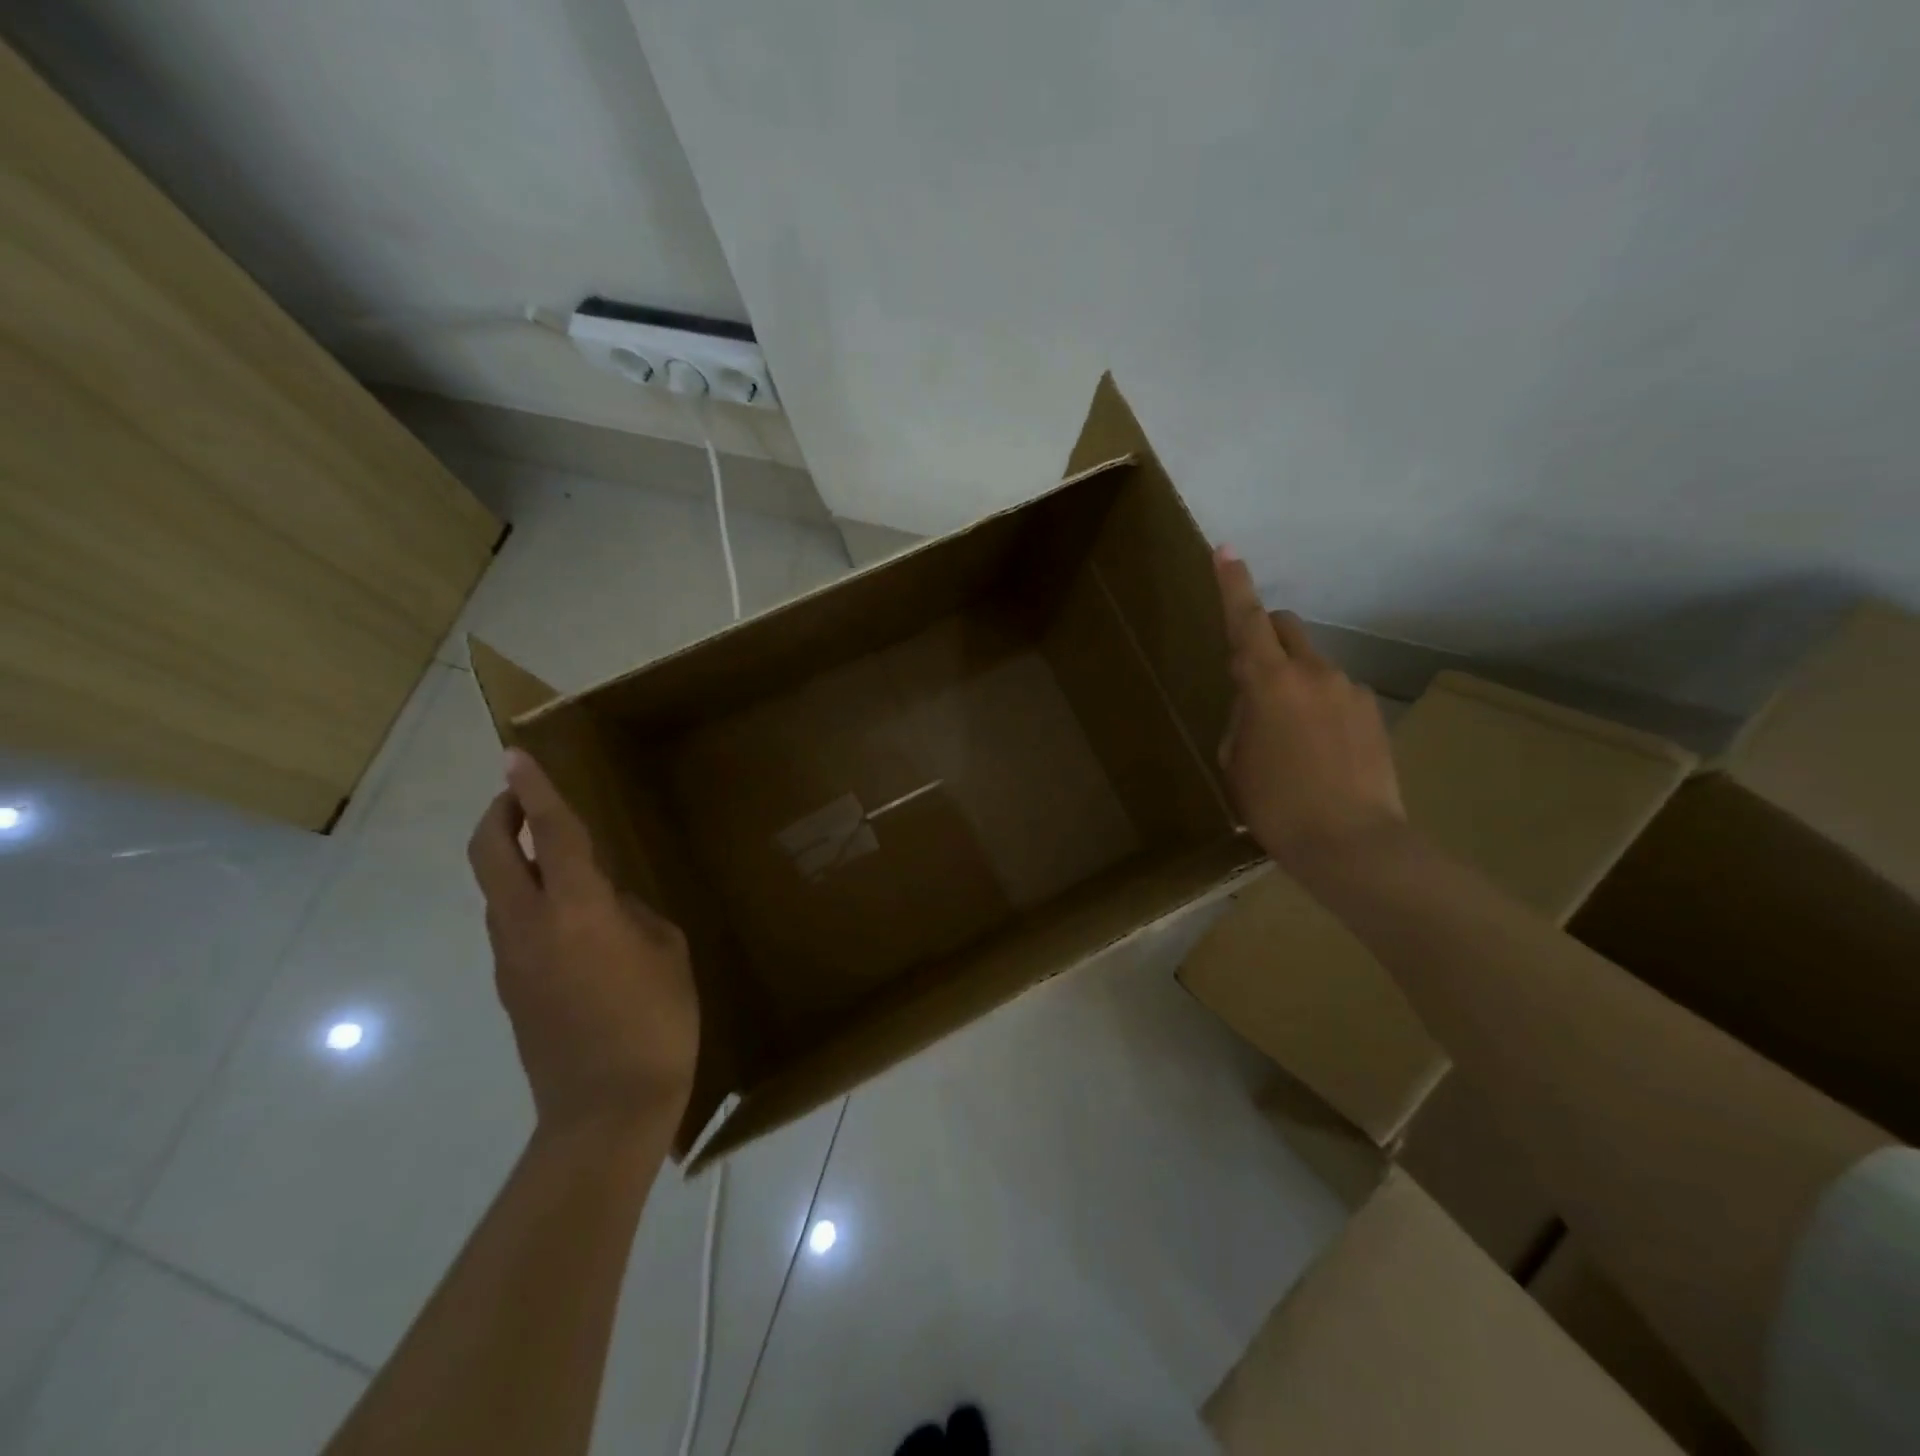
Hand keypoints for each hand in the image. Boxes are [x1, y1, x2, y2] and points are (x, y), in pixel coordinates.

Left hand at [467, 749, 698, 1134]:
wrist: (606, 1111)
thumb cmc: (656, 1022)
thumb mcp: (666, 952)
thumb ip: (632, 915)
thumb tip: (608, 905)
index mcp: (578, 910)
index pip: (550, 834)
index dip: (536, 790)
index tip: (516, 755)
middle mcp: (530, 926)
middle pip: (490, 854)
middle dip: (500, 814)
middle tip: (521, 794)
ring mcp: (511, 959)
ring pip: (496, 890)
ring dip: (511, 858)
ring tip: (553, 853)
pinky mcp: (511, 988)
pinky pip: (511, 924)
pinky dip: (526, 898)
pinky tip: (570, 915)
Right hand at [1213, 547, 1406, 878]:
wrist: (1352, 844)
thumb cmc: (1276, 806)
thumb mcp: (1235, 761)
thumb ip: (1241, 717)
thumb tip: (1255, 703)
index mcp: (1268, 682)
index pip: (1246, 620)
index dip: (1232, 584)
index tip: (1226, 550)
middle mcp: (1313, 672)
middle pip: (1285, 626)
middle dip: (1264, 634)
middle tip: (1251, 675)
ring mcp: (1350, 689)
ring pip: (1312, 664)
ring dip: (1294, 681)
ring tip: (1290, 738)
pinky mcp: (1373, 712)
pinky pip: (1336, 693)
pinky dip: (1320, 706)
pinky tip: (1320, 751)